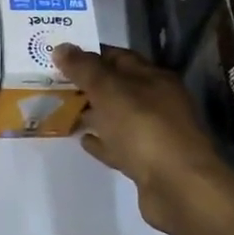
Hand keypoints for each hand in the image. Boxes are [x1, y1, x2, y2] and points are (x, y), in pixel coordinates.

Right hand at [54, 44, 233, 234]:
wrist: (179, 187)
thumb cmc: (144, 129)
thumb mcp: (110, 91)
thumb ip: (85, 69)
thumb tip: (61, 47)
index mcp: (154, 79)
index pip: (119, 57)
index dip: (91, 54)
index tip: (61, 56)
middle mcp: (158, 102)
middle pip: (119, 87)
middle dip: (89, 84)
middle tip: (54, 83)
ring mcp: (154, 134)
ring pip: (118, 117)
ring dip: (94, 113)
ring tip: (64, 110)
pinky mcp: (148, 163)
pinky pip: (119, 146)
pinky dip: (102, 142)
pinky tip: (83, 140)